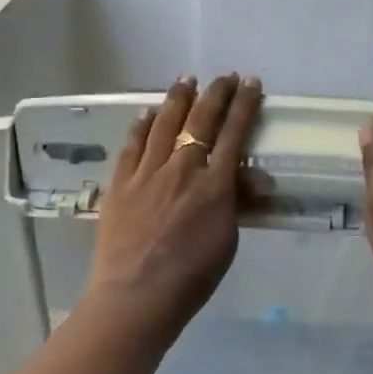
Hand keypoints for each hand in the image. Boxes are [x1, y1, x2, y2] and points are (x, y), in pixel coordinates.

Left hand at [84, 73, 263, 335]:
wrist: (136, 296)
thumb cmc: (191, 277)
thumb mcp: (227, 240)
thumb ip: (236, 201)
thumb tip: (251, 176)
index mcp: (214, 184)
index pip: (234, 133)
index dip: (244, 105)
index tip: (252, 83)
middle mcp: (182, 169)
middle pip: (200, 120)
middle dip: (216, 93)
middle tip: (224, 76)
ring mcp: (147, 173)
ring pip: (164, 124)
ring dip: (178, 98)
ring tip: (186, 79)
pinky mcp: (120, 183)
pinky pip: (132, 145)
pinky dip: (141, 125)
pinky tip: (147, 112)